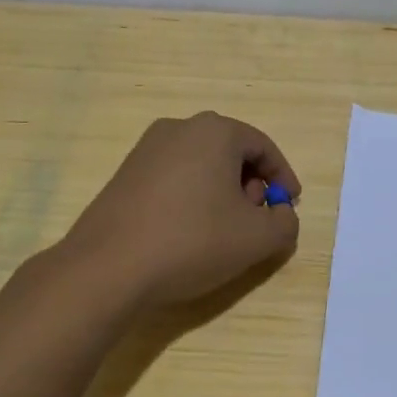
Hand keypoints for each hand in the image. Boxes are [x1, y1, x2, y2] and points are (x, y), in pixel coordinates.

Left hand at [62, 112, 301, 308]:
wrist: (107, 267)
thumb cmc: (192, 242)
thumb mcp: (257, 239)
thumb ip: (285, 223)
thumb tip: (281, 215)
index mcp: (215, 132)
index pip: (263, 147)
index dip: (283, 178)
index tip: (288, 206)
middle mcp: (179, 128)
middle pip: (231, 152)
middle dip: (251, 185)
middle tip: (255, 219)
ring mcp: (146, 149)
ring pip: (201, 164)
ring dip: (221, 192)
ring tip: (223, 230)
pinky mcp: (125, 174)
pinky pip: (174, 177)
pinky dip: (192, 197)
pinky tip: (188, 233)